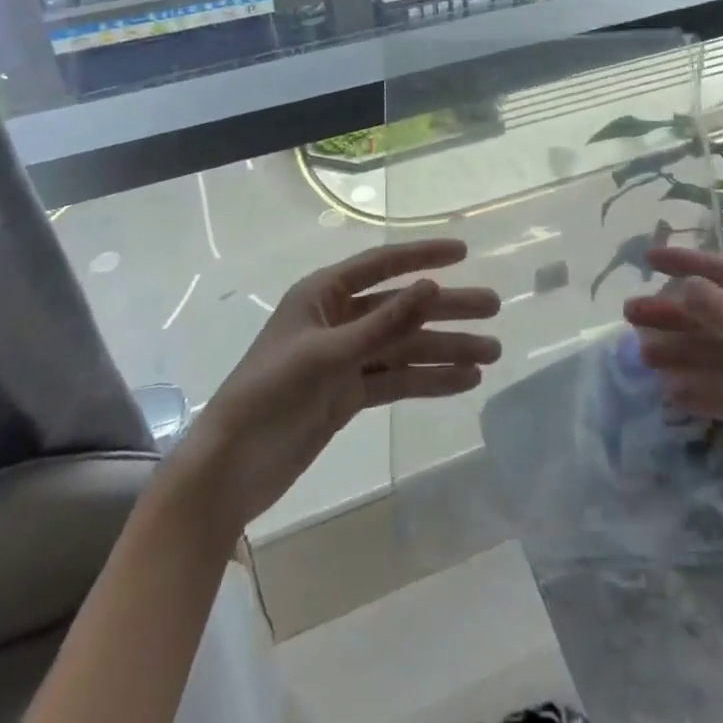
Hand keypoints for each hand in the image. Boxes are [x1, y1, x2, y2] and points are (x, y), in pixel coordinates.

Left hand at [178, 240, 499, 534]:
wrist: (230, 470)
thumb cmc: (269, 395)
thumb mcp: (328, 355)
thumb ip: (383, 323)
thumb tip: (432, 286)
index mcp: (322, 295)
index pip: (381, 264)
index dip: (423, 255)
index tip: (463, 252)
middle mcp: (337, 320)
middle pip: (401, 307)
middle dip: (447, 309)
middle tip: (493, 309)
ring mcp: (344, 358)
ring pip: (404, 347)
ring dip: (445, 349)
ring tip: (491, 354)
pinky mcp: (347, 394)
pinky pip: (396, 380)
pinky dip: (427, 380)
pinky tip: (463, 381)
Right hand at [624, 247, 722, 523]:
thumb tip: (684, 286)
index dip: (688, 264)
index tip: (647, 258)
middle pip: (716, 315)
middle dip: (675, 315)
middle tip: (630, 315)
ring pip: (716, 354)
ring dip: (681, 354)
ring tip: (642, 356)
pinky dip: (700, 392)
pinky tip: (670, 394)